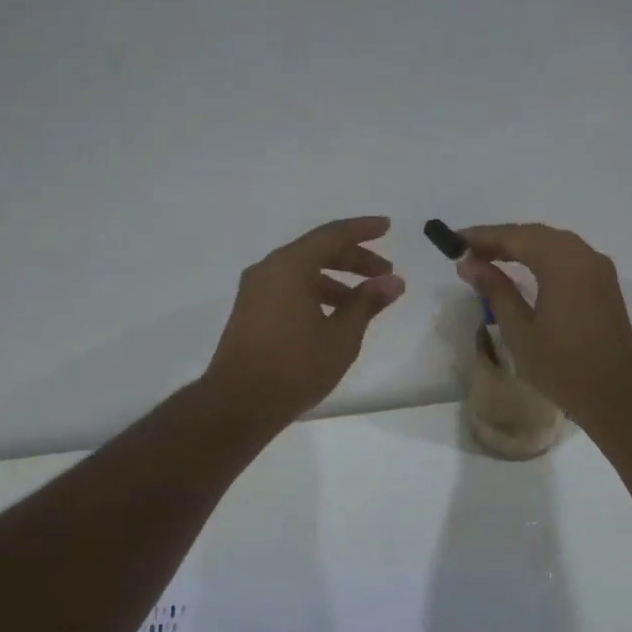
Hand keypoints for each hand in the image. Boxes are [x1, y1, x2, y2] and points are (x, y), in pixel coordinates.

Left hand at [204, 216, 405, 422]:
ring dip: (336, 279)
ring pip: (302, 271)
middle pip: (317, 250)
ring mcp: (255, 290)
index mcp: (290, 266)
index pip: (332, 234)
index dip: (363, 229)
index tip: (388, 227)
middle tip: (385, 272)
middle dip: (354, 258)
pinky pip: (288, 287)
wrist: (238, 404)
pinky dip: (315, 292)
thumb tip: (393, 281)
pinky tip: (333, 316)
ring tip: (364, 300)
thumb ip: (367, 303)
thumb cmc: (295, 366)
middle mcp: (268, 269)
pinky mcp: (250, 311)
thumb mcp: (341, 336)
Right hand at [455, 223, 631, 424]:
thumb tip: (469, 264)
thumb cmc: (563, 366)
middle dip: (501, 239)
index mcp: (562, 264)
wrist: (617, 394)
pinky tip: (523, 268)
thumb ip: (495, 290)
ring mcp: (598, 267)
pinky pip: (568, 255)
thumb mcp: (520, 330)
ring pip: (553, 242)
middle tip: (467, 251)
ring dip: (521, 245)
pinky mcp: (603, 282)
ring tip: (489, 258)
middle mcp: (583, 256)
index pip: (516, 237)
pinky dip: (541, 255)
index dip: (483, 237)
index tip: (454, 241)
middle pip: (536, 234)